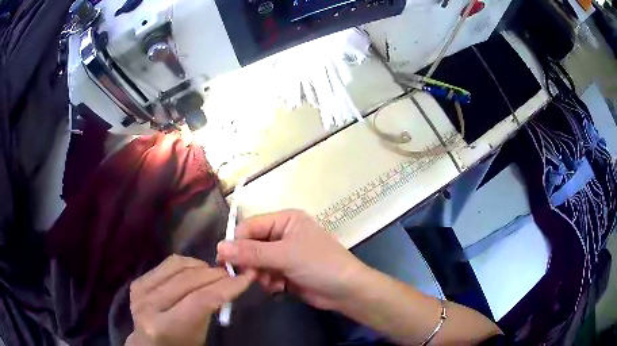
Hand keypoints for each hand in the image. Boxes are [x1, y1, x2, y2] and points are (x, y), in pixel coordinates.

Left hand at [126, 255, 254, 345]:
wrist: (149, 343)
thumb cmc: (181, 345)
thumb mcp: (200, 335)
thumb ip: (210, 309)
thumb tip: (229, 282)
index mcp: (165, 327)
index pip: (200, 300)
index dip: (226, 286)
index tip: (247, 277)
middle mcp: (149, 306)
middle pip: (188, 280)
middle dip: (216, 274)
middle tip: (234, 273)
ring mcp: (140, 290)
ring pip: (177, 266)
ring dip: (202, 266)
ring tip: (215, 272)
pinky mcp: (138, 281)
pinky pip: (167, 264)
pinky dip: (187, 264)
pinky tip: (196, 270)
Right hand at [216, 209, 367, 310]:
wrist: (346, 291)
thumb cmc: (320, 264)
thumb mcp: (285, 255)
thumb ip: (252, 252)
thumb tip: (220, 247)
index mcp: (285, 220)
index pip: (250, 226)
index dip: (236, 242)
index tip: (224, 260)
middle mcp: (283, 234)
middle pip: (252, 245)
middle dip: (250, 262)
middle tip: (250, 276)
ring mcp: (285, 254)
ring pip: (257, 262)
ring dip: (259, 274)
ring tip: (270, 282)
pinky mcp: (286, 271)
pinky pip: (266, 274)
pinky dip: (268, 282)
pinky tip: (279, 287)